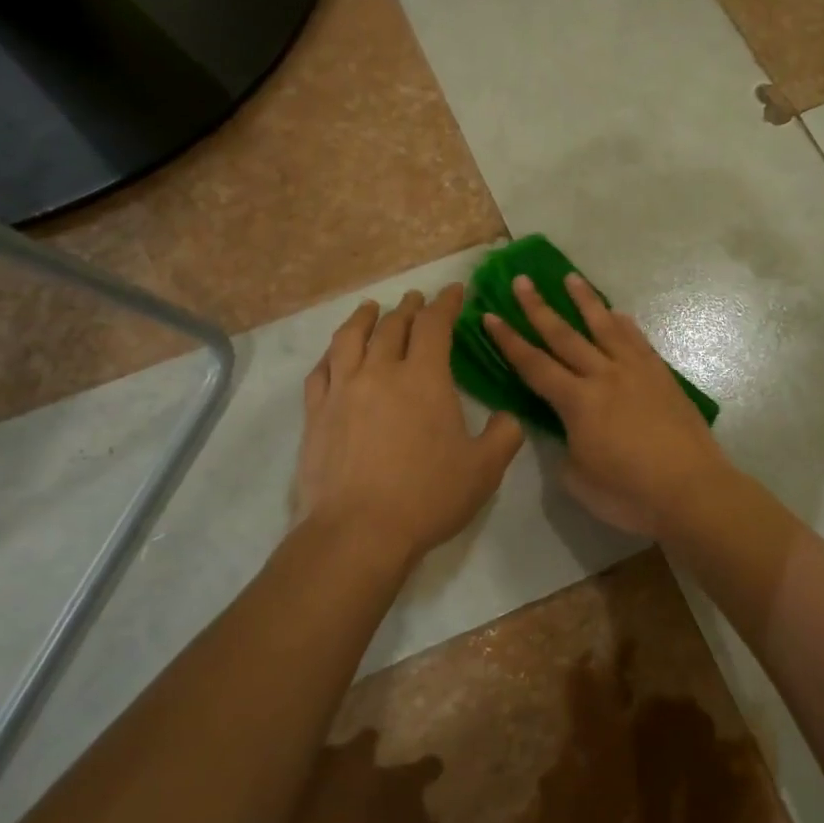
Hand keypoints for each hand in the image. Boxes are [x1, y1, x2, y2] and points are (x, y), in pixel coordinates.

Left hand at [297, 285, 524, 563]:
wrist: (360, 531)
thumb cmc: (428, 497)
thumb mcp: (484, 469)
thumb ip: (504, 435)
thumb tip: (507, 417)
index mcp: (424, 378)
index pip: (435, 325)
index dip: (445, 303)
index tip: (454, 290)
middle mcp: (380, 372)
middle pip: (392, 325)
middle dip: (409, 308)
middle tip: (416, 299)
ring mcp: (342, 390)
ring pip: (350, 339)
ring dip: (363, 318)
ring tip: (370, 308)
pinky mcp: (316, 414)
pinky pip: (321, 370)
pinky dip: (331, 353)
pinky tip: (335, 354)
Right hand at [484, 274, 733, 537]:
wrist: (692, 490)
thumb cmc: (629, 493)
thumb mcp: (578, 480)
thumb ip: (565, 448)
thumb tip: (568, 432)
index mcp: (577, 402)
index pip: (534, 365)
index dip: (508, 341)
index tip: (490, 315)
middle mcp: (604, 376)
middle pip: (564, 335)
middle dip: (538, 307)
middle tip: (521, 280)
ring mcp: (636, 372)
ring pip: (605, 327)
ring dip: (584, 301)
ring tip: (570, 277)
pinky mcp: (662, 377)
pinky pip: (638, 342)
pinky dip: (625, 325)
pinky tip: (618, 314)